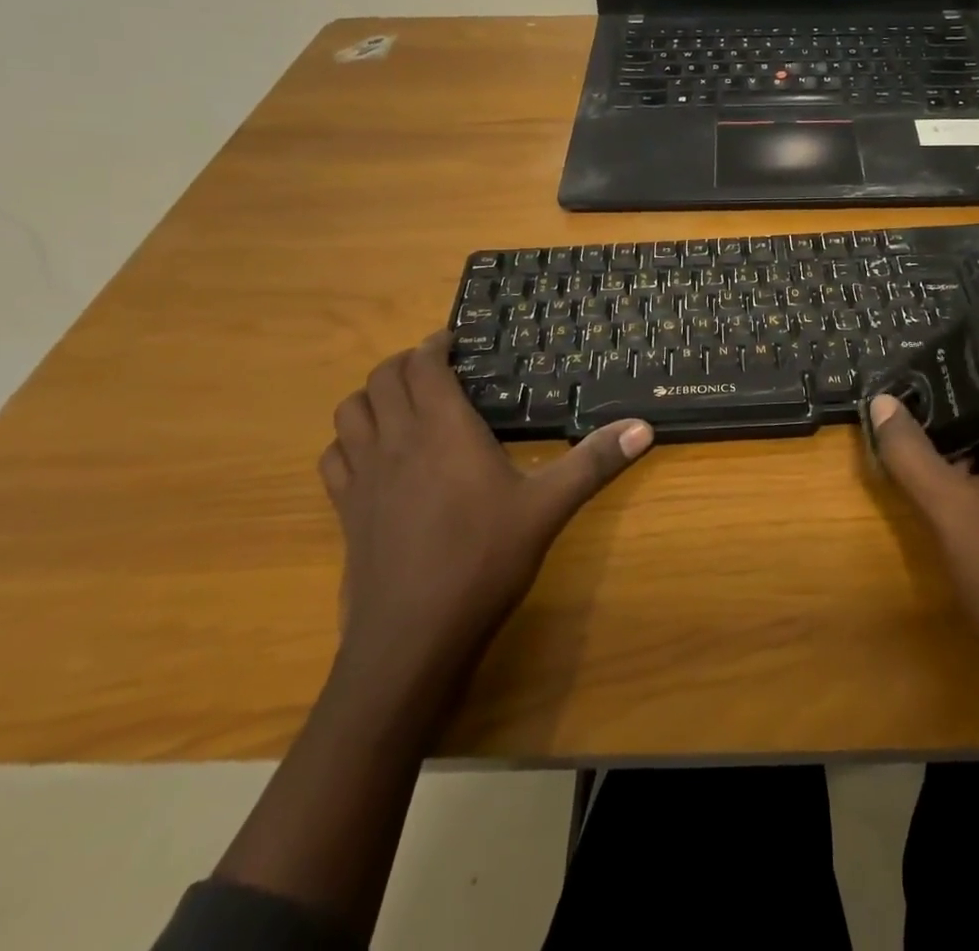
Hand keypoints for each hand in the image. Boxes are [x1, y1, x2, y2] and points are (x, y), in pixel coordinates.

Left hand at [319, 333, 654, 708]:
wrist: (412, 637)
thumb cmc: (484, 560)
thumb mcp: (548, 507)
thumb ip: (594, 462)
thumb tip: (644, 427)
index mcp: (444, 429)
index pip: (423, 365)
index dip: (434, 345)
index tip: (454, 341)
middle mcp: (397, 440)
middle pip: (381, 379)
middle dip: (404, 363)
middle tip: (436, 368)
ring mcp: (364, 476)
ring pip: (349, 411)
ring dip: (372, 396)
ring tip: (403, 403)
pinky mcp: (346, 510)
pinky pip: (333, 457)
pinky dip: (348, 441)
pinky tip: (373, 455)